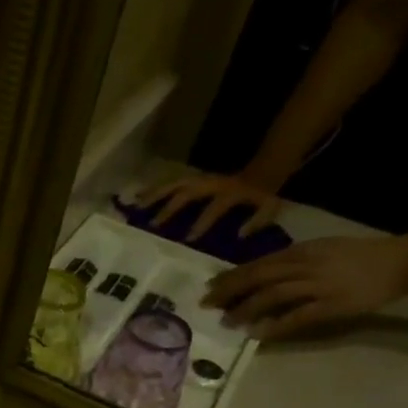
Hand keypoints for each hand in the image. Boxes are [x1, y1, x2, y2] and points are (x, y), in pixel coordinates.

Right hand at [139, 168, 284, 239]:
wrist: (265, 168)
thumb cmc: (264, 194)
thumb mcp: (269, 207)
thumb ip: (257, 221)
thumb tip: (239, 235)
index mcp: (229, 192)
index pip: (214, 208)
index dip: (203, 222)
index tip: (188, 240)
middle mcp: (211, 184)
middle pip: (187, 192)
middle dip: (169, 208)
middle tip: (152, 225)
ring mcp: (201, 179)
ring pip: (175, 184)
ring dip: (155, 195)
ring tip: (137, 207)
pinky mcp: (194, 178)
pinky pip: (171, 182)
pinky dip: (154, 189)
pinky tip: (138, 196)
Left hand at [203, 235, 407, 338]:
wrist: (402, 261)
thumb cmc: (358, 256)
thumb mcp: (322, 250)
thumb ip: (292, 261)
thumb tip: (261, 274)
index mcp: (302, 251)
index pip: (258, 264)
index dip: (232, 276)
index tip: (210, 286)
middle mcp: (306, 265)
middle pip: (259, 277)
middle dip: (229, 291)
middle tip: (206, 304)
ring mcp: (319, 285)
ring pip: (273, 295)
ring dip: (247, 309)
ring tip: (227, 322)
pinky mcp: (332, 305)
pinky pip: (297, 317)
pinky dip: (275, 325)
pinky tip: (258, 334)